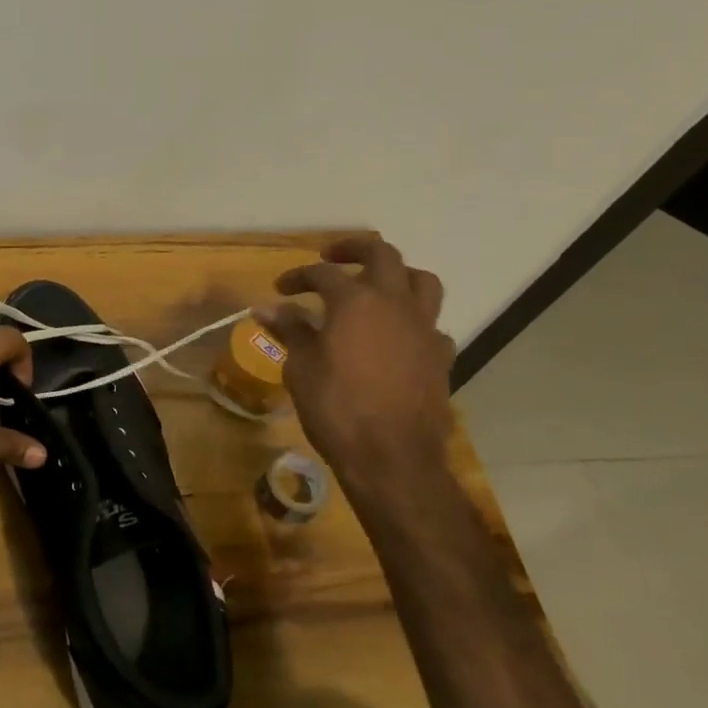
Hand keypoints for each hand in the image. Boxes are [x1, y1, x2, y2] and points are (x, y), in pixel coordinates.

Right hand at [254, 233, 454, 488]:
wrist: (392, 459)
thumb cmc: (337, 408)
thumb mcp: (301, 368)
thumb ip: (290, 331)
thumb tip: (266, 308)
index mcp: (355, 301)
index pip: (323, 274)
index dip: (297, 277)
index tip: (280, 289)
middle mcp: (394, 304)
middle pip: (382, 255)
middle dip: (354, 249)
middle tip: (331, 257)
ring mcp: (423, 329)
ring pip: (421, 281)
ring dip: (396, 275)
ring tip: (375, 286)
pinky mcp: (440, 356)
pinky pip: (431, 325)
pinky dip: (413, 321)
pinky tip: (396, 337)